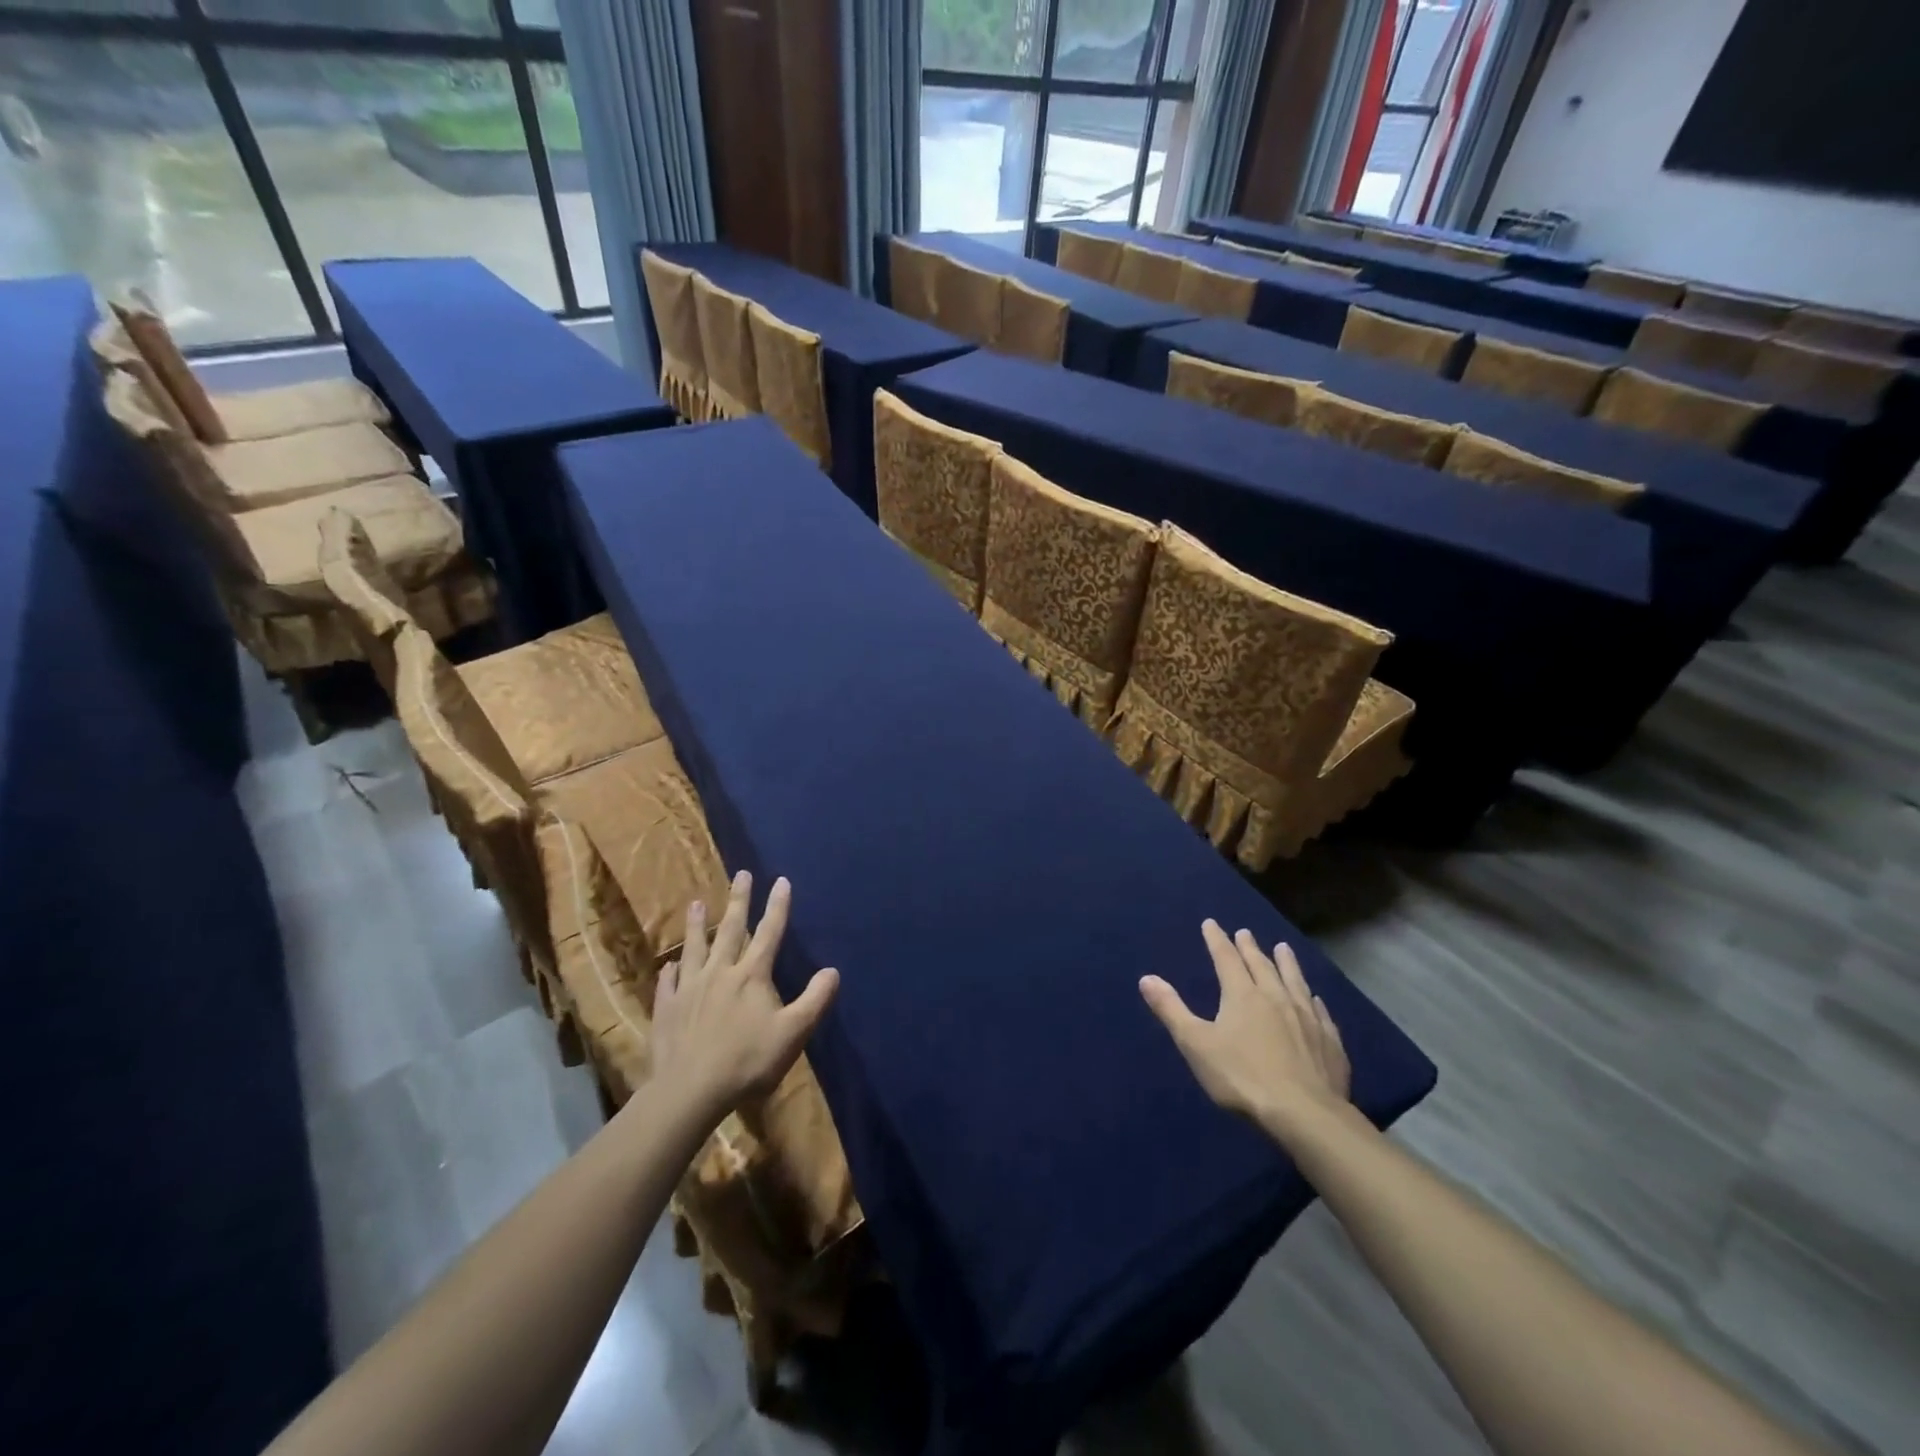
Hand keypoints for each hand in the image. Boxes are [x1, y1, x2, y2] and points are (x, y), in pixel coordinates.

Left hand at [650, 871, 838, 1128]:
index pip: (769, 933)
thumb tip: (833, 971)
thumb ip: (815, 1000)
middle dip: (740, 900)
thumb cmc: (747, 1061)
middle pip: (732, 930)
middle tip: (741, 874)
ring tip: (698, 903)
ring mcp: (690, 989)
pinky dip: (670, 971)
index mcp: (752, 975)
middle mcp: (720, 972)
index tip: (781, 881)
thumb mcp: (793, 1033)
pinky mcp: (668, 1009)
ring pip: (695, 948)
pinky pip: (668, 983)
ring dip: (698, 925)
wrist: (690, 1091)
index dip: (778, 906)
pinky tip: (669, 965)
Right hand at [1140, 920, 1350, 1142]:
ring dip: (1287, 963)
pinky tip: (1315, 999)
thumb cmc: (1242, 1077)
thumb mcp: (1195, 1044)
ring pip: (1295, 981)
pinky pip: (1320, 1012)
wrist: (1305, 1114)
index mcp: (1242, 995)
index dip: (1216, 940)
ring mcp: (1307, 1018)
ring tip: (1283, 948)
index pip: (1226, 958)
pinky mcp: (1329, 1042)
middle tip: (1245, 933)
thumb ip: (1171, 1010)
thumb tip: (1146, 978)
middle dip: (1250, 947)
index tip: (1211, 924)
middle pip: (1261, 965)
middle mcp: (1276, 997)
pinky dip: (1313, 1000)